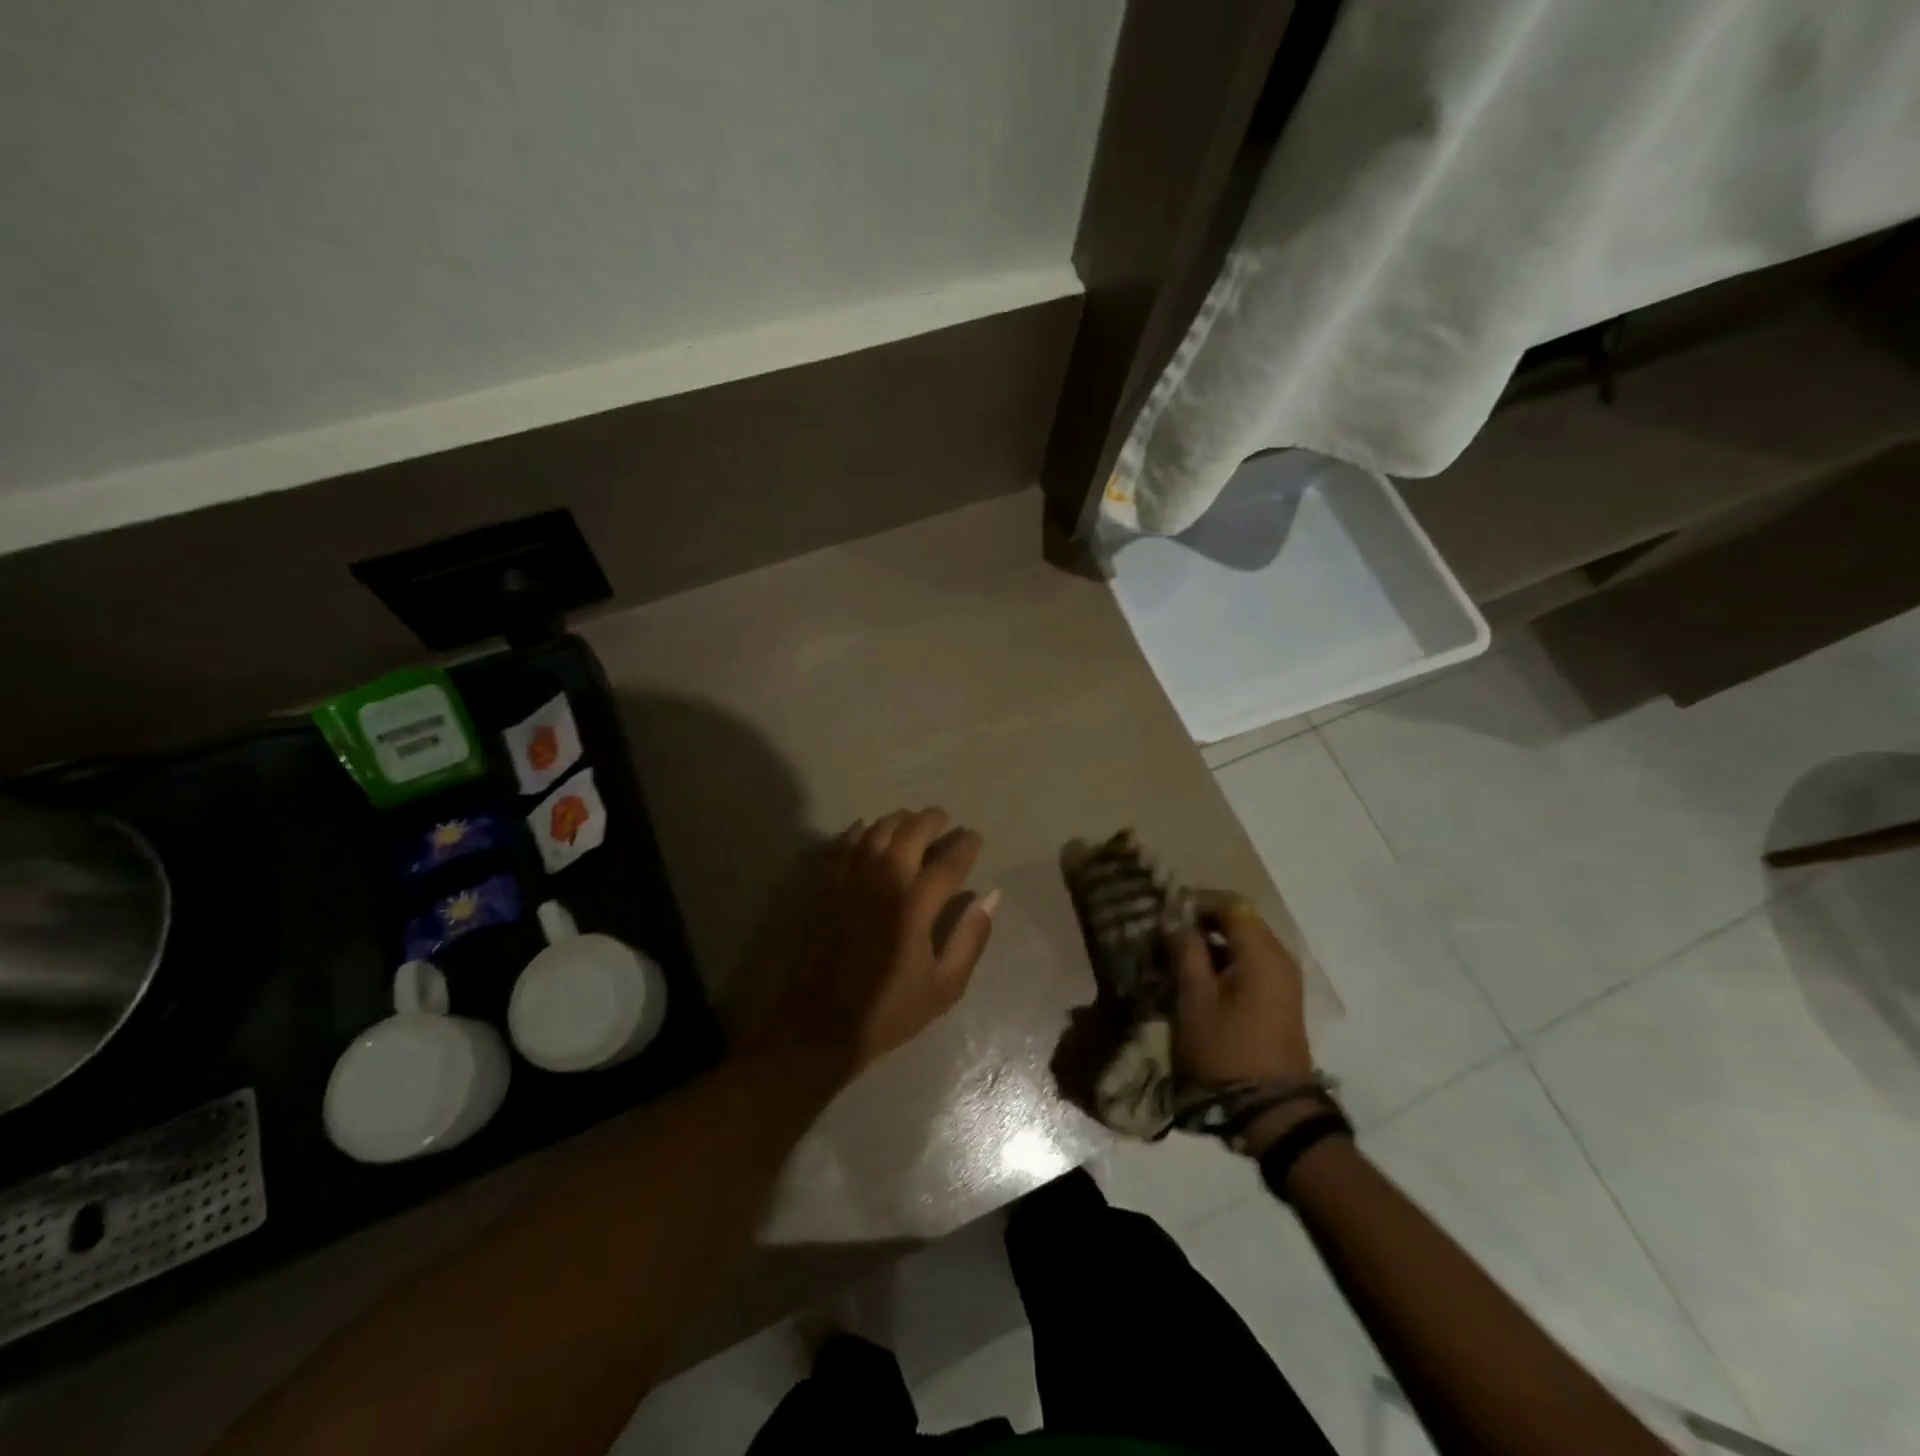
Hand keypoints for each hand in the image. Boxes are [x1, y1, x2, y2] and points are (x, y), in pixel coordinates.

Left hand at [775, 808, 996, 1079]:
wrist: (822, 1024)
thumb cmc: (890, 1009)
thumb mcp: (945, 986)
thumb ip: (970, 937)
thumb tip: (989, 896)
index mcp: (916, 905)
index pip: (949, 861)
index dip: (966, 844)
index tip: (974, 838)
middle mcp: (883, 881)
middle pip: (911, 832)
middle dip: (932, 820)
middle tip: (944, 820)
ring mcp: (850, 880)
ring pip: (877, 831)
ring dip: (898, 820)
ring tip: (910, 821)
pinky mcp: (826, 886)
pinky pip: (845, 845)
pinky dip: (861, 831)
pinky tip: (868, 830)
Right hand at [1172, 892, 1314, 1089]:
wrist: (1271, 1109)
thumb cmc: (1227, 1048)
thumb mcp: (1195, 997)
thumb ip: (1186, 950)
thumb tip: (1175, 917)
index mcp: (1261, 952)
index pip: (1231, 904)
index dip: (1198, 901)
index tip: (1167, 911)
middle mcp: (1280, 957)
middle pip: (1242, 920)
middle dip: (1205, 920)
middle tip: (1169, 933)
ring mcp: (1285, 979)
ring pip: (1247, 942)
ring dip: (1215, 942)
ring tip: (1180, 956)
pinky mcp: (1282, 999)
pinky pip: (1254, 963)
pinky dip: (1228, 960)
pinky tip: (1202, 977)